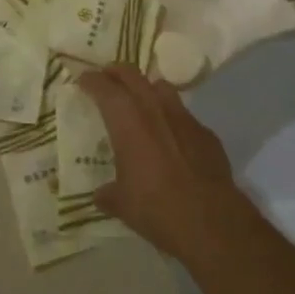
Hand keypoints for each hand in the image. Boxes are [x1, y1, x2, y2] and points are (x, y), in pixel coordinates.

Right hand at [77, 64, 254, 262]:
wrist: (211, 221)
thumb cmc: (156, 207)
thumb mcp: (122, 204)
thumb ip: (109, 193)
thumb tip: (102, 195)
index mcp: (127, 120)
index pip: (104, 87)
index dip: (91, 81)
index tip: (83, 80)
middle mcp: (154, 109)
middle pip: (132, 75)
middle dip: (117, 72)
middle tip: (107, 77)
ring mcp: (184, 117)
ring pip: (161, 87)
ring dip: (147, 89)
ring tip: (140, 101)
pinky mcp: (206, 133)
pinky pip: (184, 115)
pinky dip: (172, 118)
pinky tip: (171, 137)